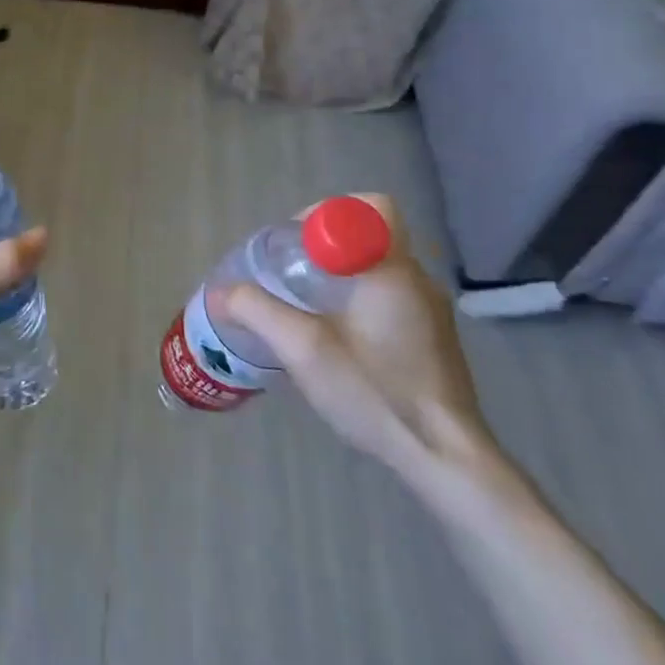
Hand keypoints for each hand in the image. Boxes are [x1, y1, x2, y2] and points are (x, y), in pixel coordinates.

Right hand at [215, 194, 493, 490]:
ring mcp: (429, 312)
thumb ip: (256, 311)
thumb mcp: (302, 349)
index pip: (371, 207)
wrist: (444, 457)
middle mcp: (417, 281)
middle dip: (325, 244)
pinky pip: (388, 296)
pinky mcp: (431, 339)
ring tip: (303, 307)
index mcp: (392, 271)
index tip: (294, 246)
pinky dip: (356, 300)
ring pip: (378, 268)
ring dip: (339, 274)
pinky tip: (334, 338)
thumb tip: (220, 292)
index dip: (327, 214)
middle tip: (289, 274)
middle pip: (371, 235)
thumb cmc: (375, 391)